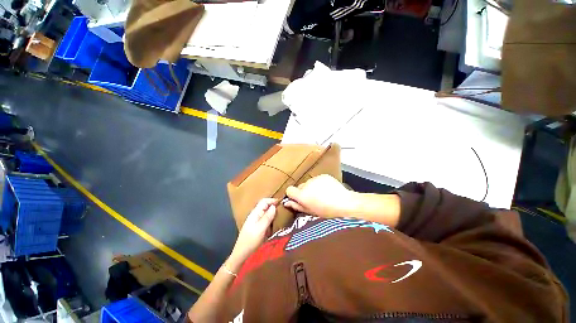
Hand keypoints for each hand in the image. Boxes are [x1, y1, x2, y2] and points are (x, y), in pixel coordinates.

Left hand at [229, 198, 277, 270]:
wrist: (241, 254)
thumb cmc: (251, 240)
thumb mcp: (261, 228)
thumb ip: (268, 217)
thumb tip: (274, 206)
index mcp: (255, 213)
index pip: (264, 201)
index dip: (272, 200)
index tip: (282, 202)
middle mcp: (255, 215)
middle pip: (265, 206)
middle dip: (273, 205)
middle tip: (283, 209)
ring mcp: (256, 221)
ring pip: (266, 212)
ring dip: (273, 212)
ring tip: (281, 215)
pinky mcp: (257, 226)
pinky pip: (265, 219)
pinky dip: (271, 218)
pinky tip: (275, 222)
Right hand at [284, 174, 357, 217]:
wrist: (344, 203)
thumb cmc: (327, 211)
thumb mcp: (310, 212)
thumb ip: (297, 206)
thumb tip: (287, 203)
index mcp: (302, 195)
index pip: (289, 190)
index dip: (293, 194)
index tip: (298, 199)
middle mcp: (306, 184)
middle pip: (300, 186)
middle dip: (304, 191)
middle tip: (313, 199)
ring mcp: (315, 179)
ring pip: (309, 183)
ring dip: (312, 187)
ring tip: (322, 194)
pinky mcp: (323, 175)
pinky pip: (318, 179)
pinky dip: (320, 184)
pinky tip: (328, 190)